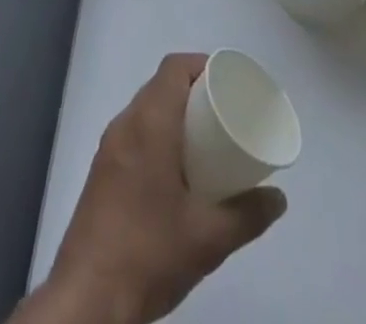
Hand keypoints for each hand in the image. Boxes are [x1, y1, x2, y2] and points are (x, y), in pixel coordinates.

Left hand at [29, 53, 286, 323]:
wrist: (88, 299)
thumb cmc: (150, 252)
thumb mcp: (209, 237)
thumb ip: (248, 214)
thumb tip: (277, 197)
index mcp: (149, 122)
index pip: (174, 68)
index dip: (202, 65)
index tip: (228, 83)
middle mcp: (125, 124)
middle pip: (160, 85)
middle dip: (193, 92)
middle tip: (224, 114)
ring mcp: (108, 148)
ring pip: (145, 111)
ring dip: (174, 115)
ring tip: (206, 142)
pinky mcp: (101, 172)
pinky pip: (134, 134)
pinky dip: (158, 136)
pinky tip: (177, 171)